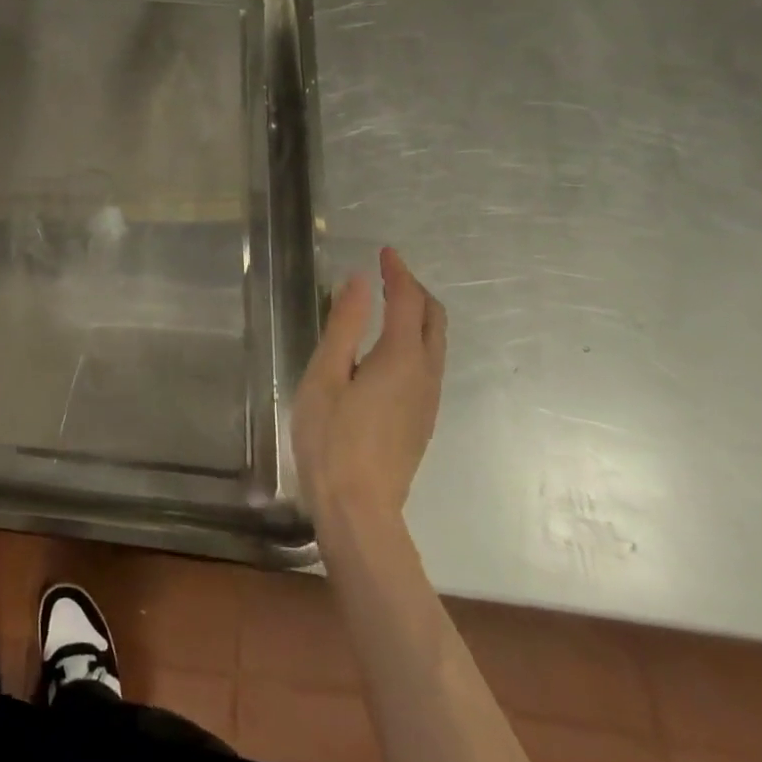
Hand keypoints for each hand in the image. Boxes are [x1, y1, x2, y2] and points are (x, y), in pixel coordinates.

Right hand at [292, 248, 447, 530]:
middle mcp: (425, 375)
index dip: (398, 272)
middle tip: (388, 273)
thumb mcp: (325, 375)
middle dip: (415, 290)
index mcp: (400, 358)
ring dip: (418, 314)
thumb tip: (358, 281)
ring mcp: (429, 400)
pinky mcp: (423, 419)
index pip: (408, 301)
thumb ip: (343, 325)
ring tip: (388, 302)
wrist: (359, 509)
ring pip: (436, 343)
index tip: (384, 252)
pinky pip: (429, 363)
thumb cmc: (331, 438)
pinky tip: (388, 346)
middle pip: (434, 319)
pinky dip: (415, 338)